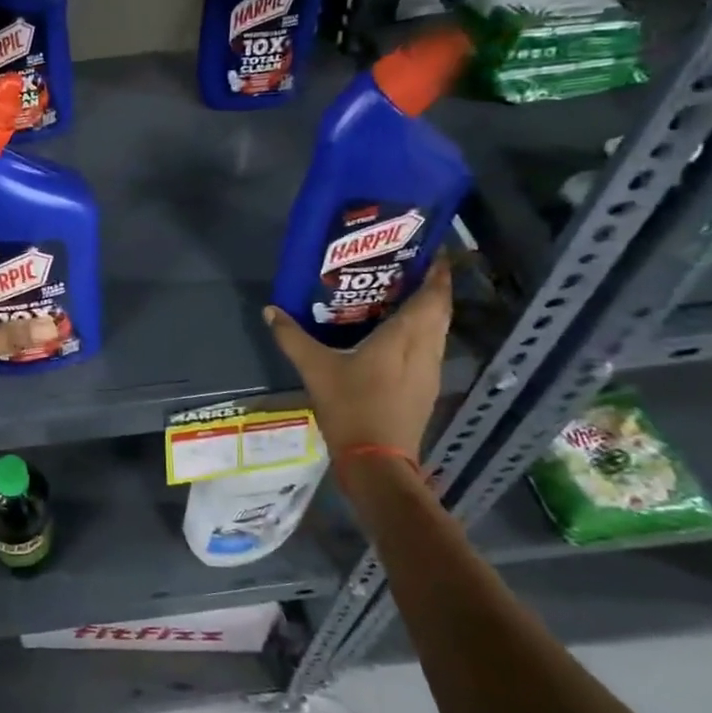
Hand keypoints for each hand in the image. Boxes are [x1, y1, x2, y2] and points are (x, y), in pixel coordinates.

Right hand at [263, 255, 452, 462]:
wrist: (377, 462)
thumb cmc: (352, 407)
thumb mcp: (316, 369)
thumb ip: (293, 337)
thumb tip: (271, 310)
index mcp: (406, 337)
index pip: (433, 296)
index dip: (438, 272)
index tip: (431, 250)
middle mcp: (426, 349)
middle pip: (440, 310)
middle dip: (432, 287)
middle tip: (408, 268)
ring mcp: (430, 372)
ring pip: (437, 331)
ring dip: (427, 311)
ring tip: (399, 296)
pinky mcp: (426, 390)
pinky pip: (429, 349)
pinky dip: (419, 334)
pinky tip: (395, 336)